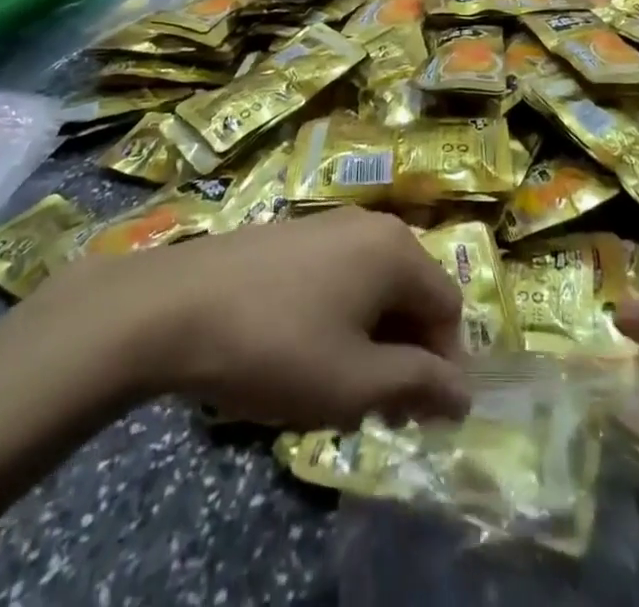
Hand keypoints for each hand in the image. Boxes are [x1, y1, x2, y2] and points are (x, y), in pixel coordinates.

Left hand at [36, 207, 470, 430]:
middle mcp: (372, 224)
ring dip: (372, 338)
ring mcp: (331, 222)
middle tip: (376, 408)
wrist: (175, 305)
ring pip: (375, 287)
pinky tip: (304, 350)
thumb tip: (463, 392)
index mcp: (397, 250)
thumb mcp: (354, 383)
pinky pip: (341, 274)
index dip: (442, 366)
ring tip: (337, 385)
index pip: (448, 310)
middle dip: (405, 354)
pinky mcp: (296, 232)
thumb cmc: (277, 346)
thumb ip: (418, 385)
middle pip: (412, 293)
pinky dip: (341, 315)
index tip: (415, 415)